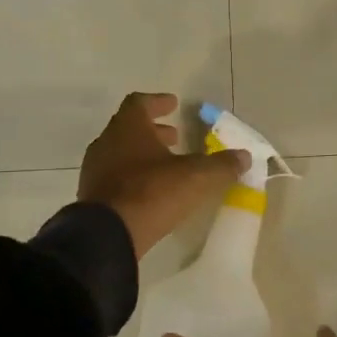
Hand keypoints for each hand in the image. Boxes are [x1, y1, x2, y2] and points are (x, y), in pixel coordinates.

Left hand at [79, 92, 250, 259]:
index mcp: (128, 127)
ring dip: (143, 154)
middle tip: (175, 137)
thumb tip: (244, 156)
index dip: (158, 102)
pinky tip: (149, 190)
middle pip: (129, 128)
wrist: (107, 234)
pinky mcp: (92, 195)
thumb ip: (221, 165)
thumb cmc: (151, 193)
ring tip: (166, 165)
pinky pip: (114, 176)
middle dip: (153, 131)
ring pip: (120, 152)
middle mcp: (107, 142)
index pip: (140, 103)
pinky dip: (132, 175)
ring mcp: (95, 169)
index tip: (174, 104)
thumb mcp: (196, 177)